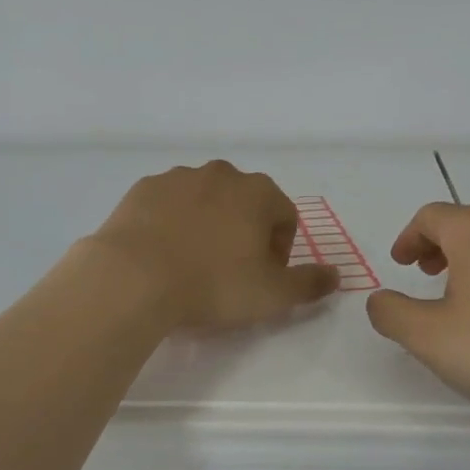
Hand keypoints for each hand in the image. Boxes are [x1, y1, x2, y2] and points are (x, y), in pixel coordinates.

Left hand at [85, 162, 338, 330]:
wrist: (133, 278)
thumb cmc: (213, 284)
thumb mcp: (272, 294)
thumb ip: (310, 283)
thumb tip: (336, 276)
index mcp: (258, 192)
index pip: (284, 216)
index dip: (280, 250)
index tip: (262, 277)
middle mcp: (222, 174)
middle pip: (246, 203)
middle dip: (245, 232)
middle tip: (230, 271)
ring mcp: (179, 177)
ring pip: (206, 200)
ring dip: (208, 224)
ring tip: (193, 263)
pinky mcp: (144, 188)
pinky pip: (170, 204)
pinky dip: (173, 222)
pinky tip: (163, 253)